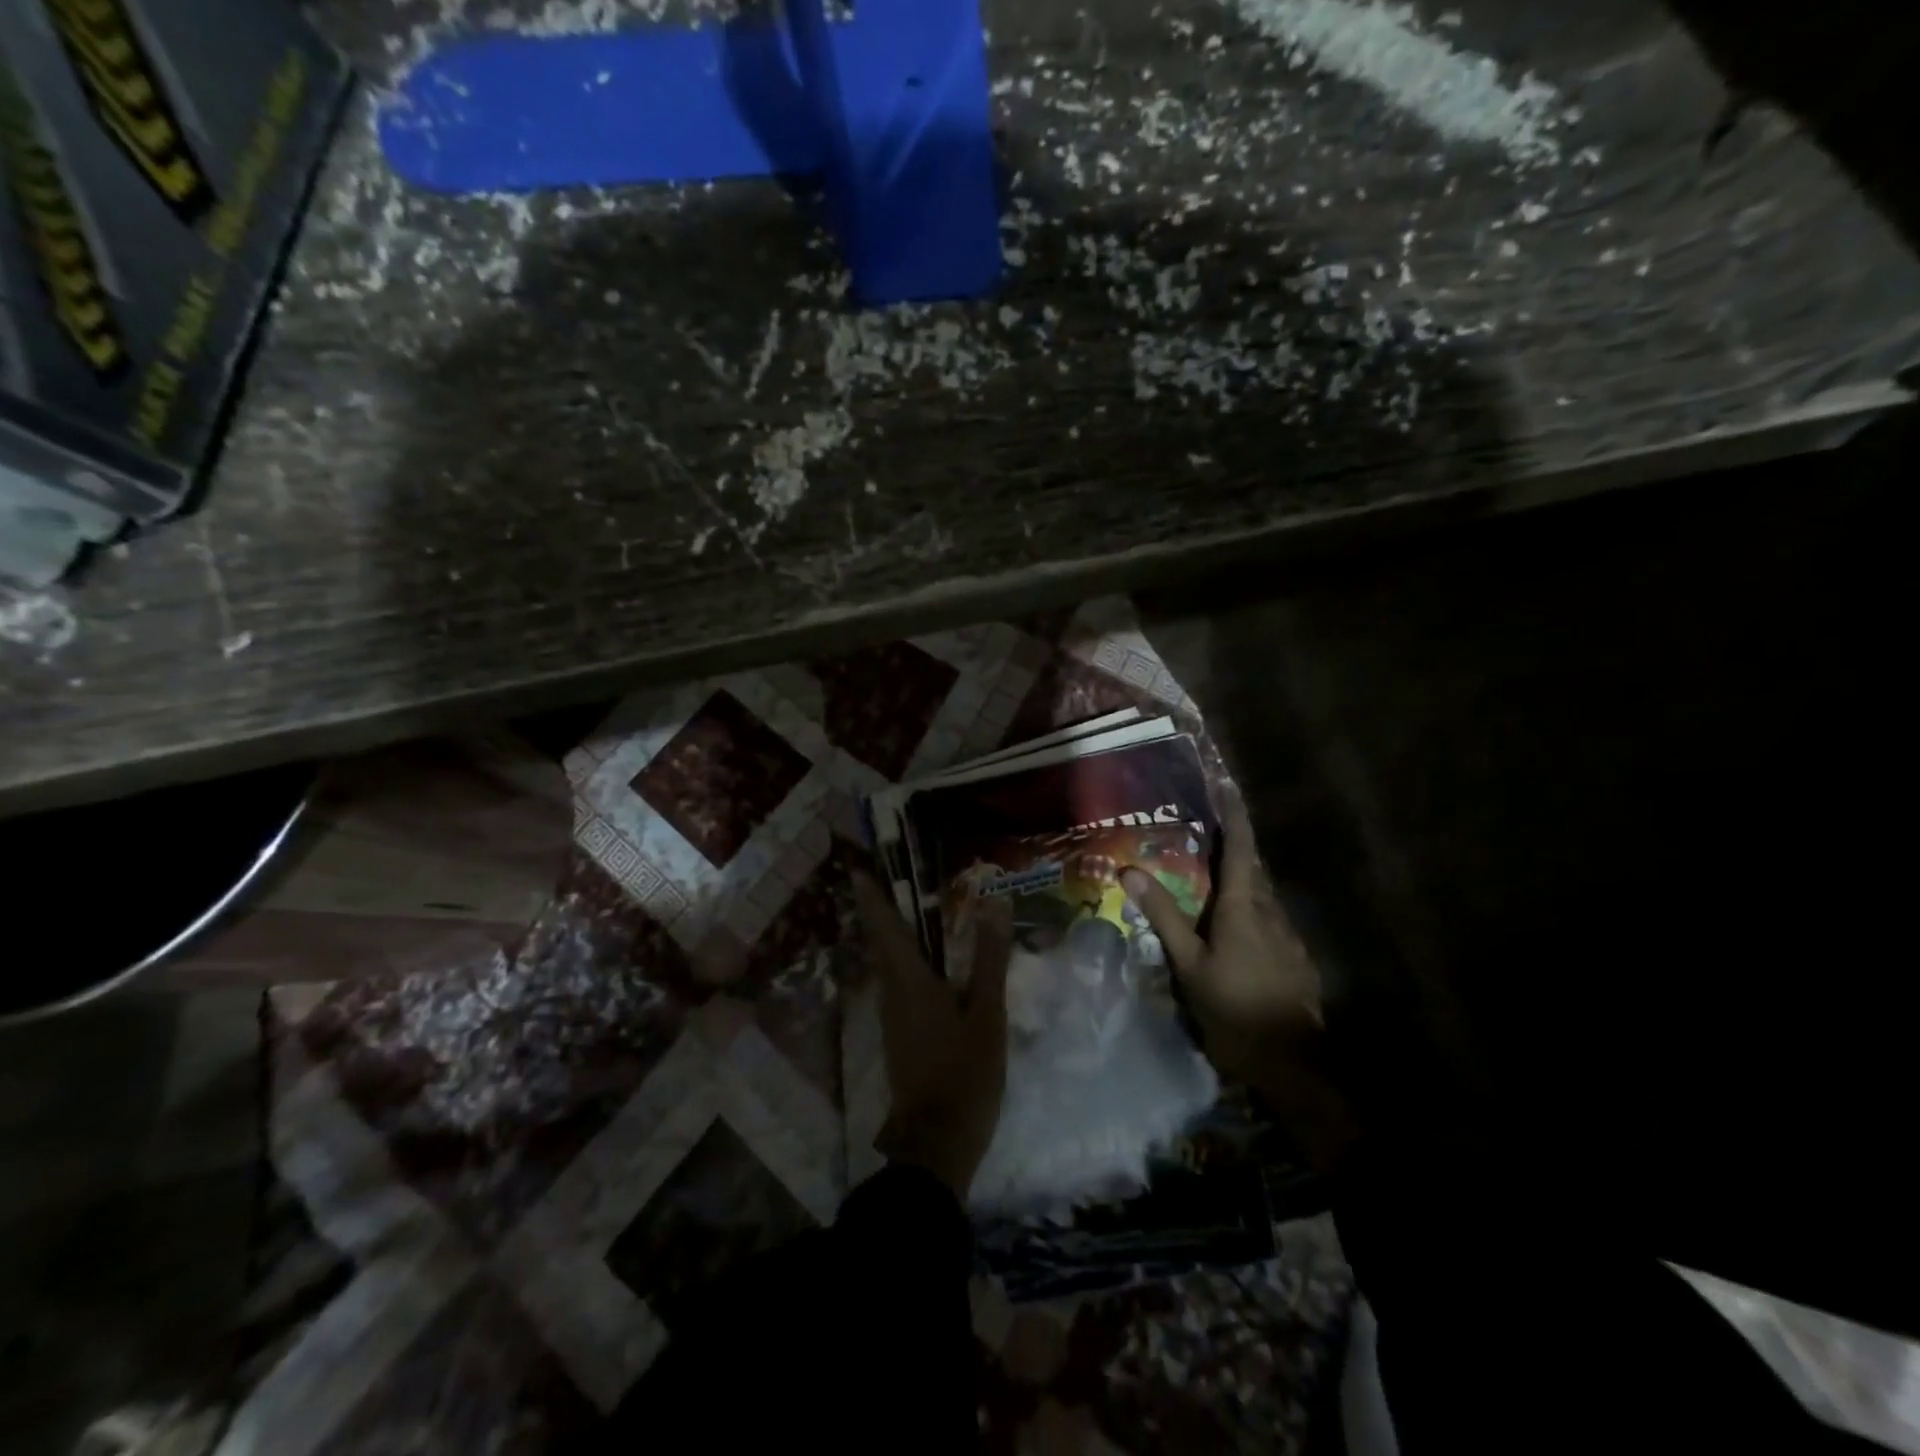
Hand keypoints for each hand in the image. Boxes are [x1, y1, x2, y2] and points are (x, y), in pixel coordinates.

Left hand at [853, 871, 1012, 1199]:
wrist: (937, 1142)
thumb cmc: (964, 1073)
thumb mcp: (987, 1013)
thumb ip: (990, 959)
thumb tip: (996, 903)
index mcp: (909, 980)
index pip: (884, 926)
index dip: (870, 895)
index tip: (856, 865)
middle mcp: (892, 991)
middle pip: (881, 940)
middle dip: (878, 907)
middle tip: (885, 875)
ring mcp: (894, 1015)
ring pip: (888, 962)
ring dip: (891, 931)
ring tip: (907, 906)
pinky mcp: (901, 1033)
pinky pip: (899, 981)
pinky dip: (905, 957)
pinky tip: (928, 959)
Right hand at [1123, 787, 1359, 1168]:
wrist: (1293, 1064)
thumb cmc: (1235, 1009)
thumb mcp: (1190, 965)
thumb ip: (1164, 916)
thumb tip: (1130, 869)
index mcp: (1244, 907)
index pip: (1240, 847)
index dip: (1234, 814)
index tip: (1226, 784)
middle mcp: (1271, 911)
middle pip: (1251, 867)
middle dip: (1231, 844)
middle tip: (1202, 831)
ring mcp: (1288, 935)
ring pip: (1259, 895)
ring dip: (1237, 879)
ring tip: (1209, 877)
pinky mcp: (1295, 957)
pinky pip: (1267, 919)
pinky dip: (1246, 908)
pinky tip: (1231, 927)